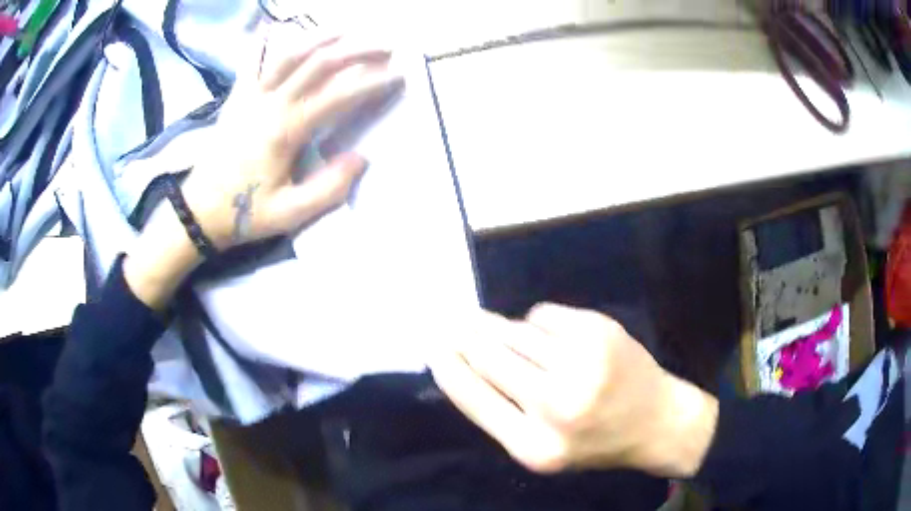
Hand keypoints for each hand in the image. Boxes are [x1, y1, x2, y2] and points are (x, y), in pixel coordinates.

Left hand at [125, 30, 401, 309]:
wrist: (198, 211)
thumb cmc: (244, 213)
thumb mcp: (290, 214)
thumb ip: (328, 188)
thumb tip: (360, 158)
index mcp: (286, 130)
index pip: (339, 95)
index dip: (373, 83)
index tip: (398, 76)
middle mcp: (270, 103)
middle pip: (319, 63)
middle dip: (357, 50)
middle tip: (386, 46)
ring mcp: (250, 96)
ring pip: (288, 54)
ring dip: (321, 37)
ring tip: (347, 30)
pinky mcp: (236, 97)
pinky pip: (249, 62)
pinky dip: (260, 41)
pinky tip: (270, 25)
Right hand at [429, 304, 718, 477]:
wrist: (657, 421)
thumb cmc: (594, 442)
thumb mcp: (542, 447)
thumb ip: (502, 412)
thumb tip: (463, 363)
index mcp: (534, 445)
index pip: (473, 396)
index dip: (448, 366)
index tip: (432, 344)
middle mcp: (556, 404)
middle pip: (490, 356)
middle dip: (467, 335)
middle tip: (450, 320)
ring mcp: (582, 363)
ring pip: (517, 332)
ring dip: (503, 329)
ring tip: (490, 325)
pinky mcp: (600, 331)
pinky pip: (545, 315)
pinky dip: (537, 322)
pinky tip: (548, 335)